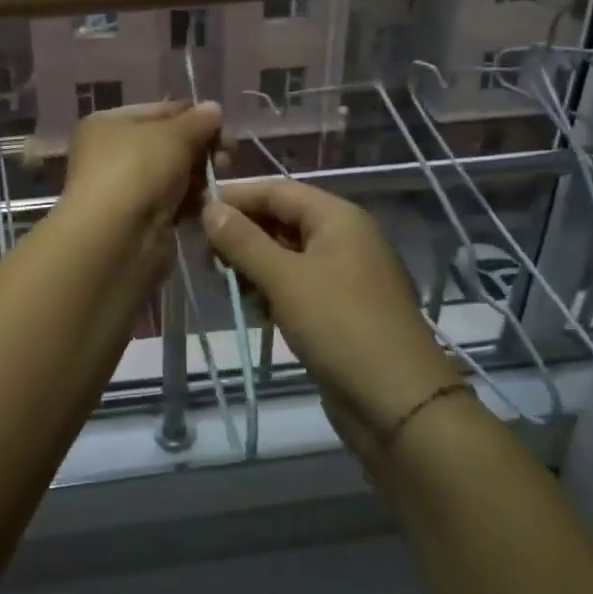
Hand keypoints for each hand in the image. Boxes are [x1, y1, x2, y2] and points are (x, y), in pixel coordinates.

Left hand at [59, 100, 226, 237]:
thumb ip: (198, 121)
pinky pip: (173, 201)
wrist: (117, 238)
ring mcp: (125, 188)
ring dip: (200, 173)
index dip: (193, 115)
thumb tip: (213, 108)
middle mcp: (111, 153)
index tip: (224, 125)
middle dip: (201, 146)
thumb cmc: (137, 170)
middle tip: (229, 154)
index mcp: (108, 124)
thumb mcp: (173, 135)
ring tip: (222, 175)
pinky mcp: (140, 219)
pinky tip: (210, 200)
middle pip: (167, 143)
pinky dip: (191, 199)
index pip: (159, 111)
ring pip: (173, 173)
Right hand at [201, 179, 461, 455]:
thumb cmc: (340, 326)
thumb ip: (243, 241)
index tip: (194, 211)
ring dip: (252, 264)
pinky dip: (270, 289)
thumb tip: (209, 208)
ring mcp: (343, 274)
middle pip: (281, 220)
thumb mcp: (285, 279)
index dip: (235, 197)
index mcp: (338, 217)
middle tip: (202, 255)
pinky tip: (248, 305)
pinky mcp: (339, 308)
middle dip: (241, 233)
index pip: (276, 190)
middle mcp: (343, 237)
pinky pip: (296, 284)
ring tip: (220, 283)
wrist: (398, 403)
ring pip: (286, 254)